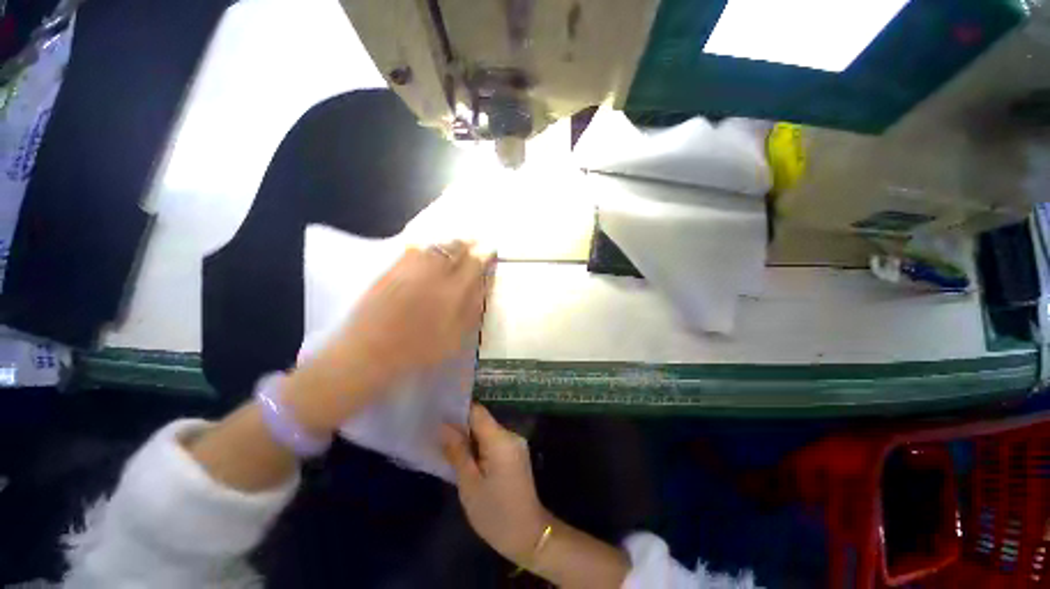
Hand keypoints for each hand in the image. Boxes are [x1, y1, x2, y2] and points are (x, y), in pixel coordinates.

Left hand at [343, 240, 491, 383]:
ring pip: (435, 245)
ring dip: (449, 241)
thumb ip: (473, 308)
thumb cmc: (419, 349)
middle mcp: (433, 273)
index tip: (490, 250)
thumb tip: (484, 285)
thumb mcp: (456, 336)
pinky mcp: (391, 269)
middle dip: (468, 242)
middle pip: (455, 248)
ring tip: (457, 241)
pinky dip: (427, 244)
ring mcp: (410, 268)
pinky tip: (430, 247)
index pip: (474, 264)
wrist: (370, 352)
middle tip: (475, 241)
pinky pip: (413, 248)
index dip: (484, 254)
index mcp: (453, 291)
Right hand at [441, 404, 550, 564]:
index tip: (439, 413)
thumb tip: (444, 427)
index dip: (459, 410)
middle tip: (438, 433)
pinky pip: (495, 441)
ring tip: (448, 445)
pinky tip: (466, 457)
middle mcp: (511, 435)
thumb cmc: (495, 513)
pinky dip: (480, 445)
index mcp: (500, 440)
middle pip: (483, 420)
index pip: (478, 412)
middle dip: (462, 425)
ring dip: (470, 437)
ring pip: (488, 431)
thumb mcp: (469, 485)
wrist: (529, 535)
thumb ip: (458, 452)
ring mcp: (516, 444)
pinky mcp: (516, 453)